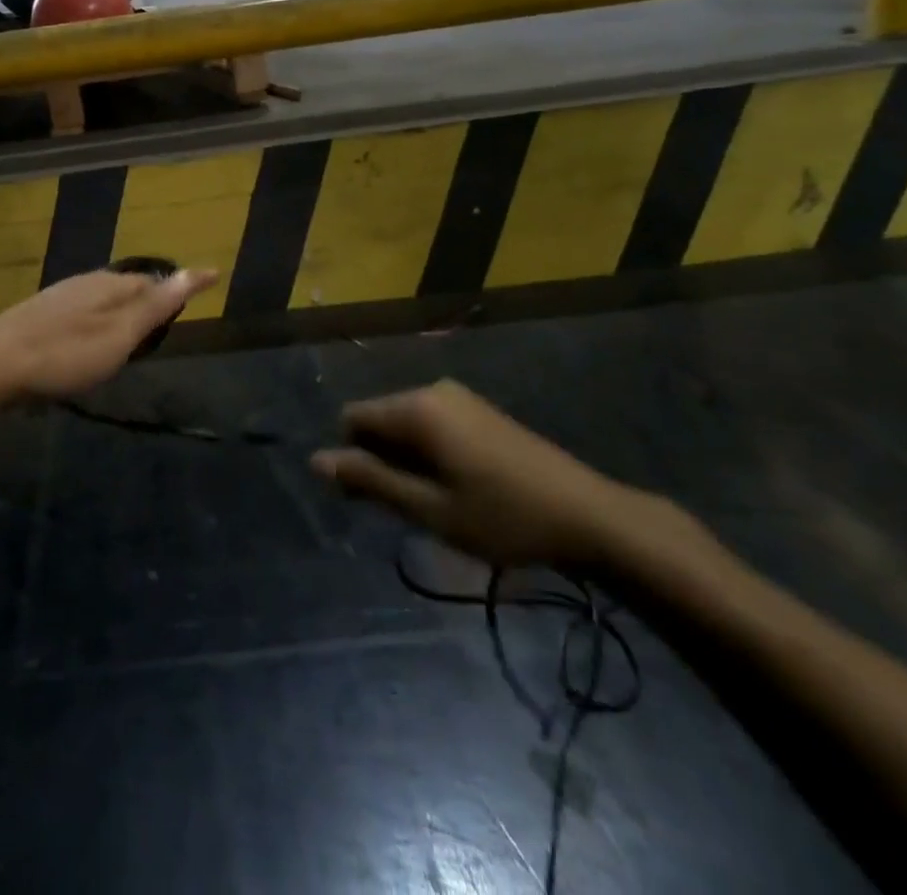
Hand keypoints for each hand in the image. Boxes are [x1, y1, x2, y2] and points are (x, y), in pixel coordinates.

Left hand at [0, 267, 218, 399]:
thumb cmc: (64, 353)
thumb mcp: (119, 335)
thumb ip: (155, 306)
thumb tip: (196, 270)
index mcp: (108, 285)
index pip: (152, 281)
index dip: (176, 289)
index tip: (206, 284)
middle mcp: (84, 283)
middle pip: (127, 287)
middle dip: (148, 297)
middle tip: (168, 314)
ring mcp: (58, 298)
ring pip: (101, 298)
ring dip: (121, 309)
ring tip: (134, 328)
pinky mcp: (38, 316)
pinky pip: (81, 311)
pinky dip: (97, 320)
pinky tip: (89, 337)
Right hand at [311, 381, 654, 568]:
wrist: (591, 517)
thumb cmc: (503, 516)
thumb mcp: (429, 508)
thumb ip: (370, 481)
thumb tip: (315, 460)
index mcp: (415, 408)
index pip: (352, 418)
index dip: (351, 458)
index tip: (372, 500)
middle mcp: (432, 390)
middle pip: (379, 419)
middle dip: (379, 459)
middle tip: (408, 509)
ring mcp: (459, 397)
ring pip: (406, 424)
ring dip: (405, 460)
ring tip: (436, 503)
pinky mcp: (479, 410)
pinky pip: (432, 424)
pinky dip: (429, 453)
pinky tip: (458, 487)